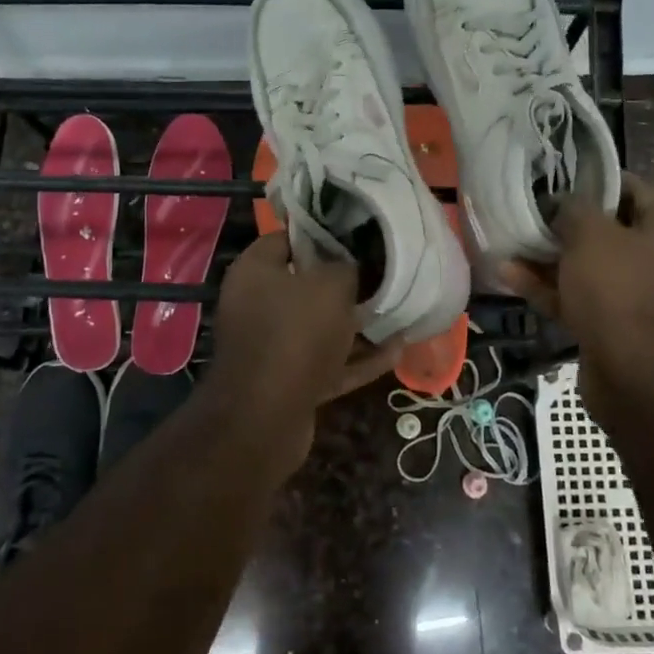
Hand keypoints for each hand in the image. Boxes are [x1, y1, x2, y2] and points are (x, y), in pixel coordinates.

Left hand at [209, 230, 402, 441]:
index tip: (357, 236)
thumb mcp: (330, 286)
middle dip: (345, 283)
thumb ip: (345, 267)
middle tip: (384, 274)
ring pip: (321, 327)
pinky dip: (358, 358)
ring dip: (357, 324)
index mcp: (255, 272)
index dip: (322, 234)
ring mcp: (273, 346)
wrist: (265, 418)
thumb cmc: (295, 334)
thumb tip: (351, 266)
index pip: (287, 239)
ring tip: (398, 312)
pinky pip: (328, 362)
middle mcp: (257, 305)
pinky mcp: (289, 381)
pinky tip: (396, 351)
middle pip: (306, 286)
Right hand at [501, 172, 653, 429]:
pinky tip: (510, 277)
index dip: (606, 181)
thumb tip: (565, 204)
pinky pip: (579, 300)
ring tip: (512, 244)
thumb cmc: (620, 292)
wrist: (638, 378)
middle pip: (613, 233)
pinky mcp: (615, 331)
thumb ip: (575, 210)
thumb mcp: (592, 236)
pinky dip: (549, 289)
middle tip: (534, 214)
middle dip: (570, 224)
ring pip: (590, 269)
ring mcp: (638, 300)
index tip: (569, 179)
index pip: (643, 191)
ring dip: (551, 258)